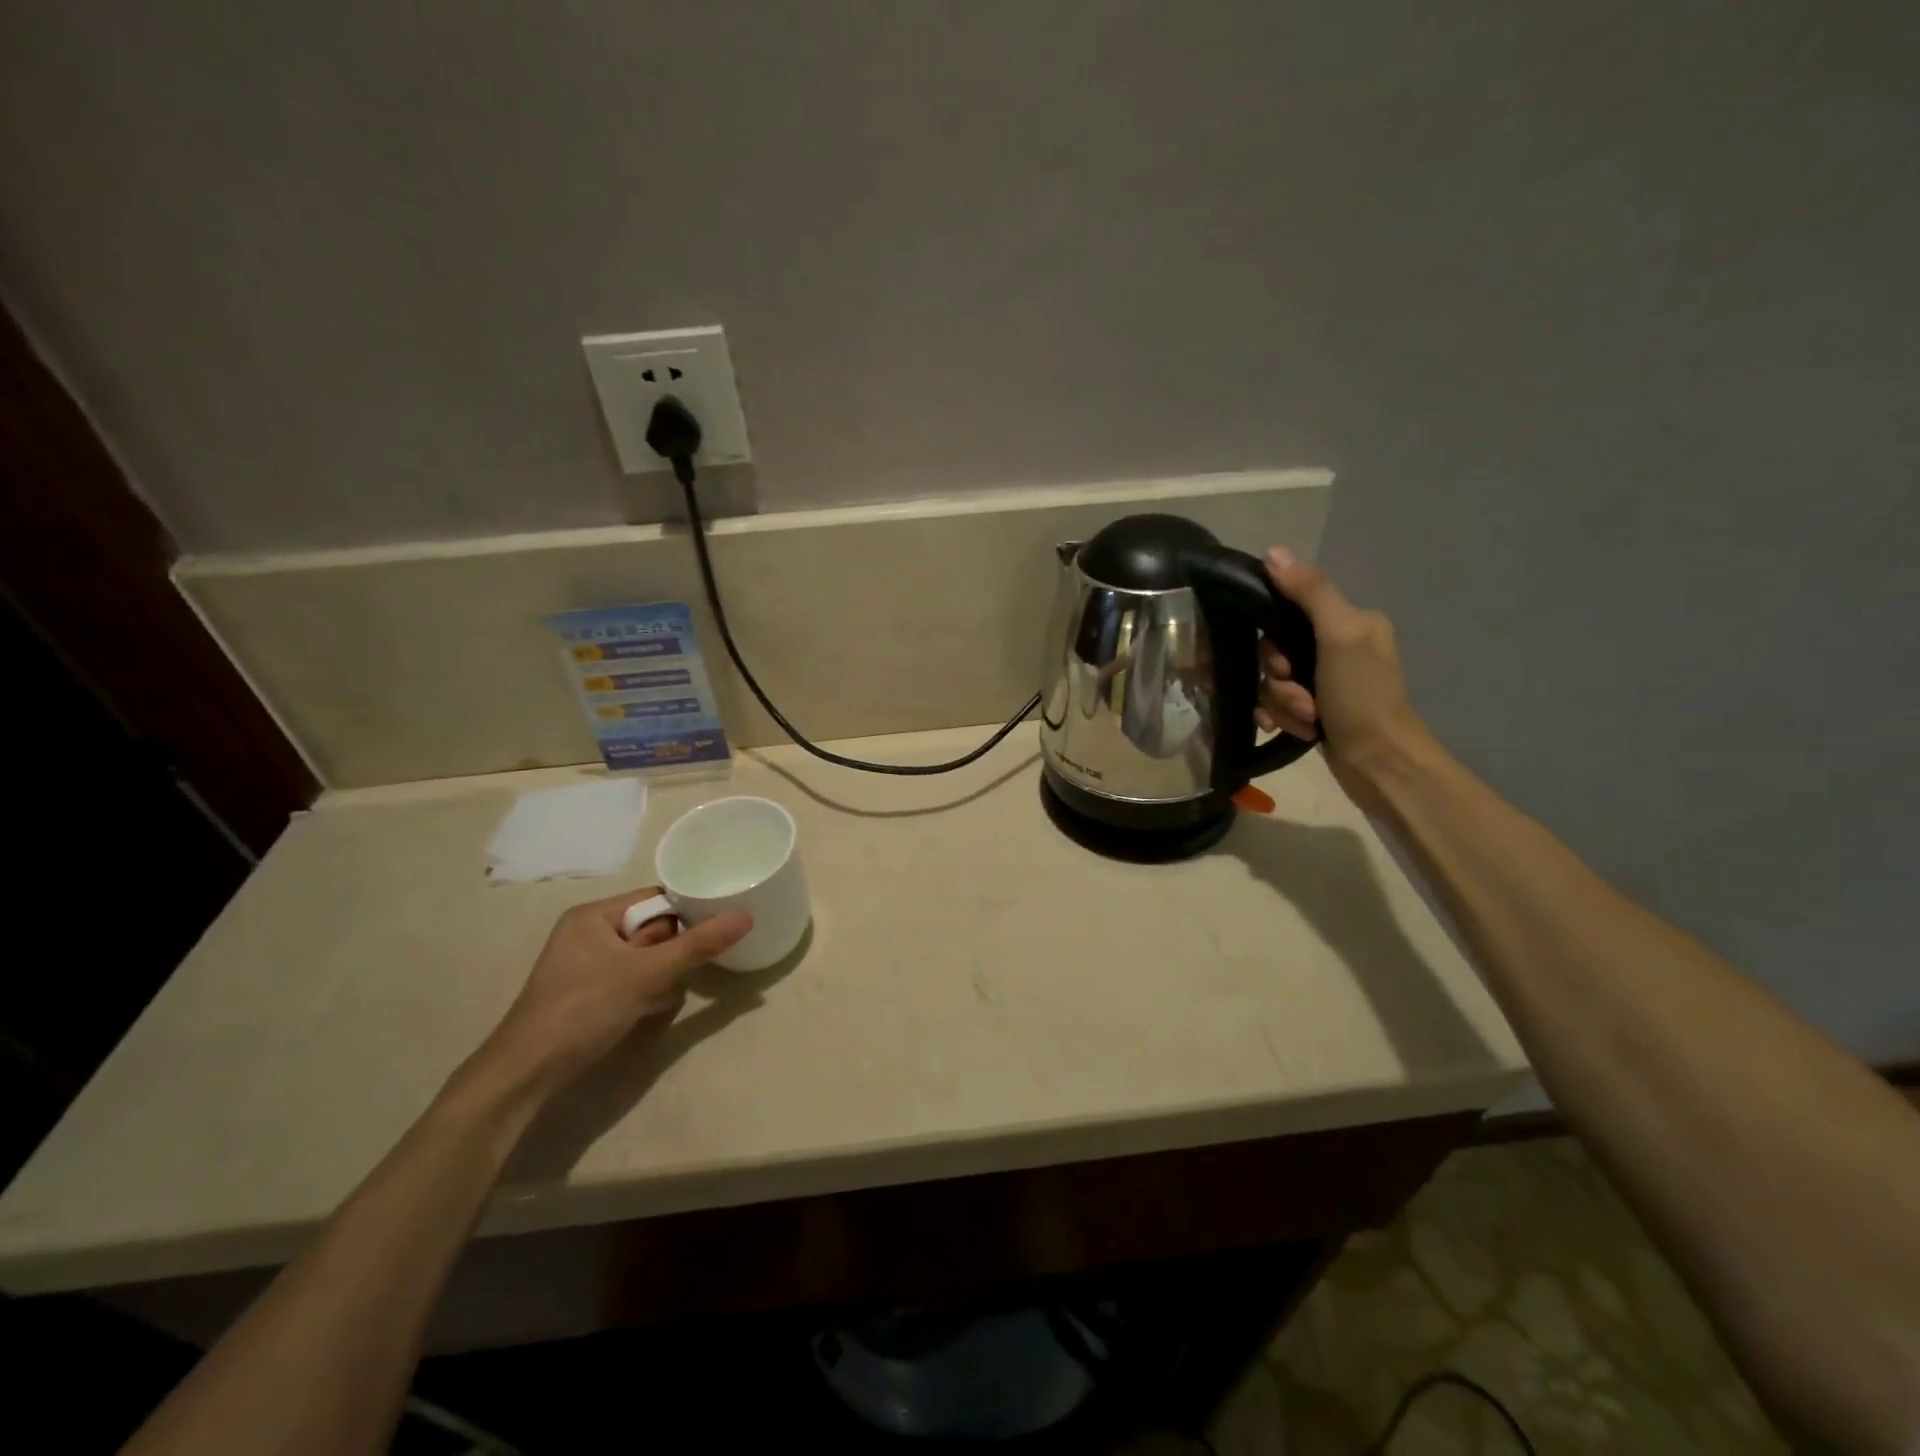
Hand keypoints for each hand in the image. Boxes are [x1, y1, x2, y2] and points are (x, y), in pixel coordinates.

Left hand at [471, 888, 751, 1097]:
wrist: (526, 1074)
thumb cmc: (584, 1009)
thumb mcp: (647, 974)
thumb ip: (698, 945)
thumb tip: (746, 916)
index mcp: (593, 915)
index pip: (655, 900)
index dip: (682, 918)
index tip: (703, 939)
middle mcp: (586, 933)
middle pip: (651, 930)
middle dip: (669, 955)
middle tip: (669, 977)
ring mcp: (584, 965)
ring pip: (643, 958)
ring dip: (659, 977)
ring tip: (658, 999)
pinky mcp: (585, 993)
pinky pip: (629, 979)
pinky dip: (643, 993)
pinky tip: (647, 1012)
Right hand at [1256, 547, 1435, 805]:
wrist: (1380, 766)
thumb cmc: (1363, 699)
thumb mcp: (1339, 638)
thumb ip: (1309, 593)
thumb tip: (1273, 552)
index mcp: (1349, 621)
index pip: (1286, 612)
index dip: (1273, 642)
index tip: (1284, 665)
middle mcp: (1336, 646)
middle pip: (1274, 651)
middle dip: (1278, 680)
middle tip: (1302, 698)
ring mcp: (1325, 681)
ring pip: (1272, 681)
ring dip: (1281, 703)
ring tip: (1306, 720)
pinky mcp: (1314, 709)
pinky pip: (1276, 703)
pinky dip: (1280, 717)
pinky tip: (1291, 730)